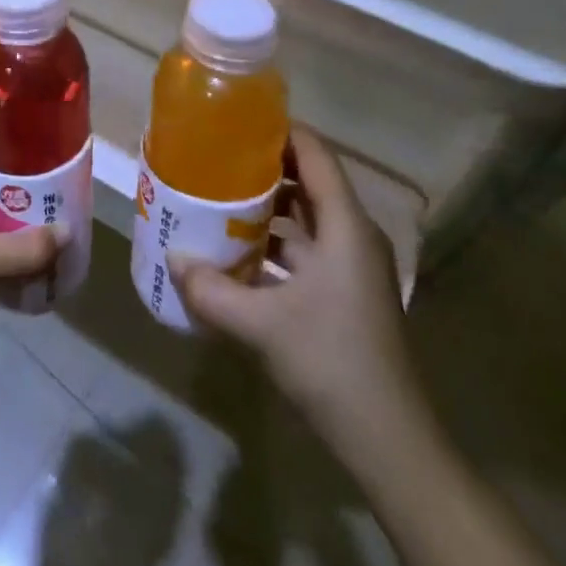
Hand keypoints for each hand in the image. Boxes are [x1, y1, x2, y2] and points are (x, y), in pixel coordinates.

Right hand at [169, 126, 431, 482]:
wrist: (392, 444)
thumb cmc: (333, 363)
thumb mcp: (262, 326)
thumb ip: (212, 290)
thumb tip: (173, 260)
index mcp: (345, 225)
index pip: (314, 152)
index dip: (279, 129)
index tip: (235, 120)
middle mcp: (353, 235)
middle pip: (309, 180)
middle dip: (263, 165)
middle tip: (216, 156)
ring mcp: (353, 266)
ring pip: (307, 216)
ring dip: (267, 206)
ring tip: (219, 196)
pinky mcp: (347, 292)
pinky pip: (308, 247)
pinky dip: (276, 241)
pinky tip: (239, 252)